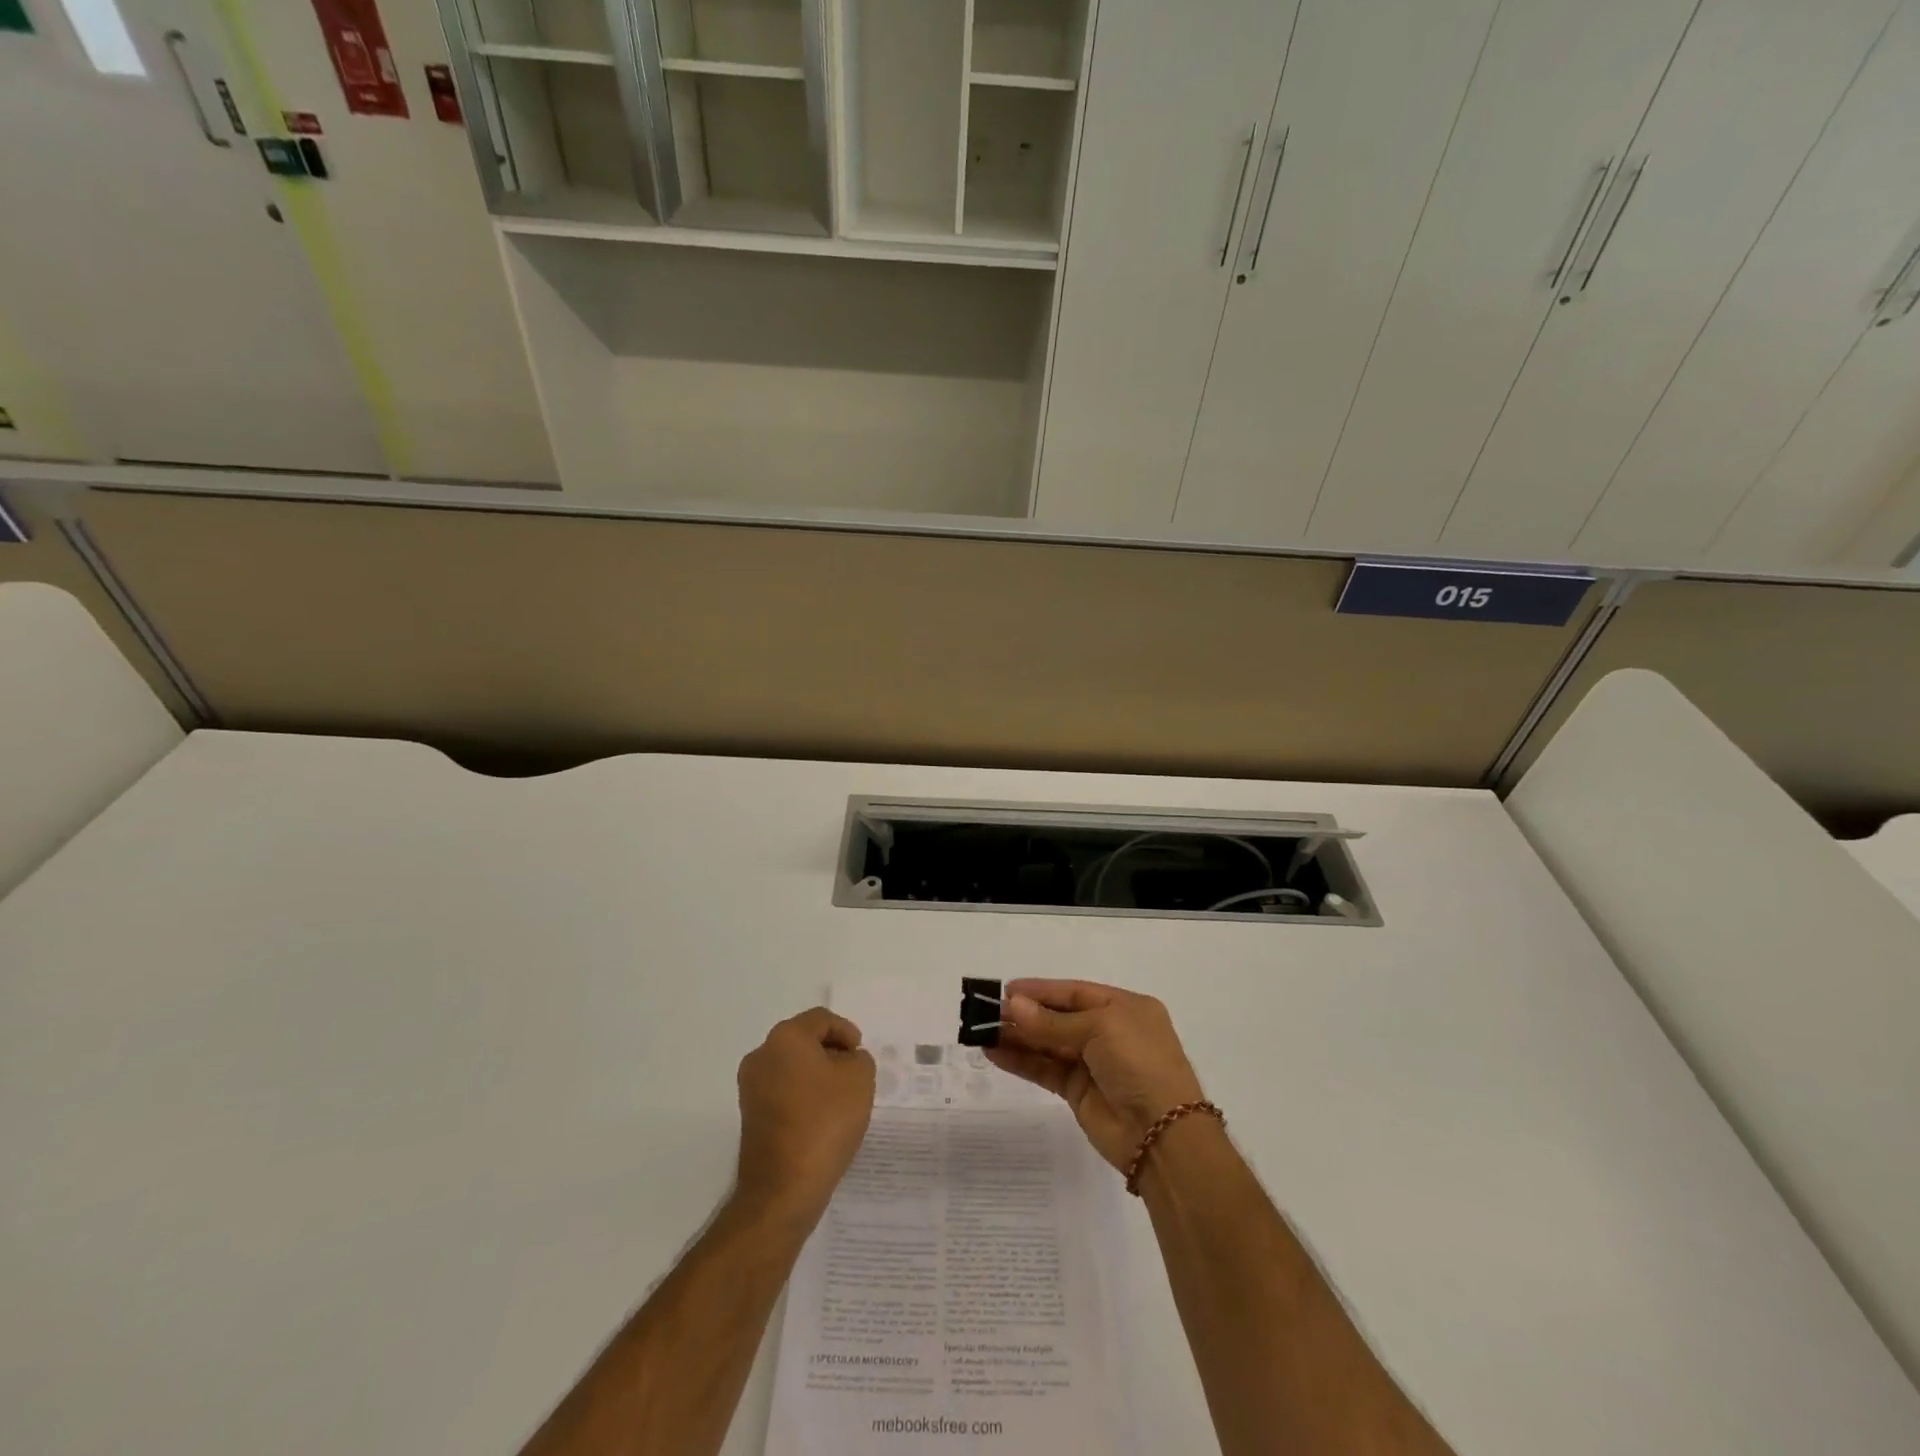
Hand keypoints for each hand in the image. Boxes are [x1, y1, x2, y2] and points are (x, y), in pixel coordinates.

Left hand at [734, 1008, 875, 1227]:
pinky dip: (802, 1094)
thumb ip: (859, 1059)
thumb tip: (846, 1061)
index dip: (846, 1031)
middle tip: (854, 1074)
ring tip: (841, 1098)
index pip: (821, 1019)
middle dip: (831, 1052)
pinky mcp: (749, 1114)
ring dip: (816, 1074)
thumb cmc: (825, 1123)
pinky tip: (821, 1118)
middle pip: (803, 1040)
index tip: (860, 1055)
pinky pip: (782, 1089)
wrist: (783, 1189)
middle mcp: (761, 1055)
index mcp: (786, 1038)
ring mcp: (751, 1086)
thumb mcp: (860, 1080)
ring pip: (791, 1066)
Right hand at [987, 979, 1204, 1170]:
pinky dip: (1021, 1061)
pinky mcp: (1078, 1092)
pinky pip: (1045, 1069)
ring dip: (1017, 1037)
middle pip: (1058, 1018)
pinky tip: (994, 1053)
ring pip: (1048, 1044)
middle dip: (1024, 1014)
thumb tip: (1012, 1006)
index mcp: (1124, 1008)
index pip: (1074, 992)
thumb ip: (1052, 1022)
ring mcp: (1093, 1063)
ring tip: (982, 1031)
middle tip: (986, 1011)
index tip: (1006, 990)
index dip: (1041, 991)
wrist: (1162, 1134)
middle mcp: (1109, 1032)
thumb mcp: (1099, 1029)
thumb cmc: (1139, 1064)